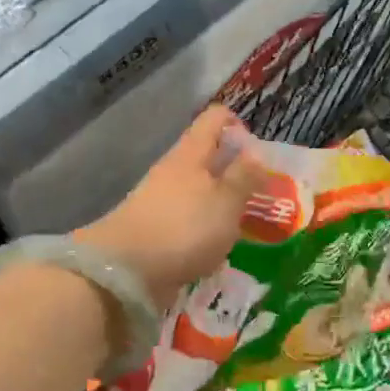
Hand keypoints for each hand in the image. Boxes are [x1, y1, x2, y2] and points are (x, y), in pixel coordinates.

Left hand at [77, 105, 270, 308]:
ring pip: (197, 191)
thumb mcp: (226, 201)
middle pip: (207, 157)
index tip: (259, 152)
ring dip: (220, 203)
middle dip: (234, 172)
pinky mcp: (155, 230)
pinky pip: (187, 220)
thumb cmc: (184, 228)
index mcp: (190, 153)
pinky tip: (219, 248)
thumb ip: (244, 177)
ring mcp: (160, 201)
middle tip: (263, 194)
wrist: (126, 270)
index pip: (214, 119)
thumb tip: (256, 152)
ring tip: (246, 226)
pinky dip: (204, 229)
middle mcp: (173, 170)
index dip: (238, 125)